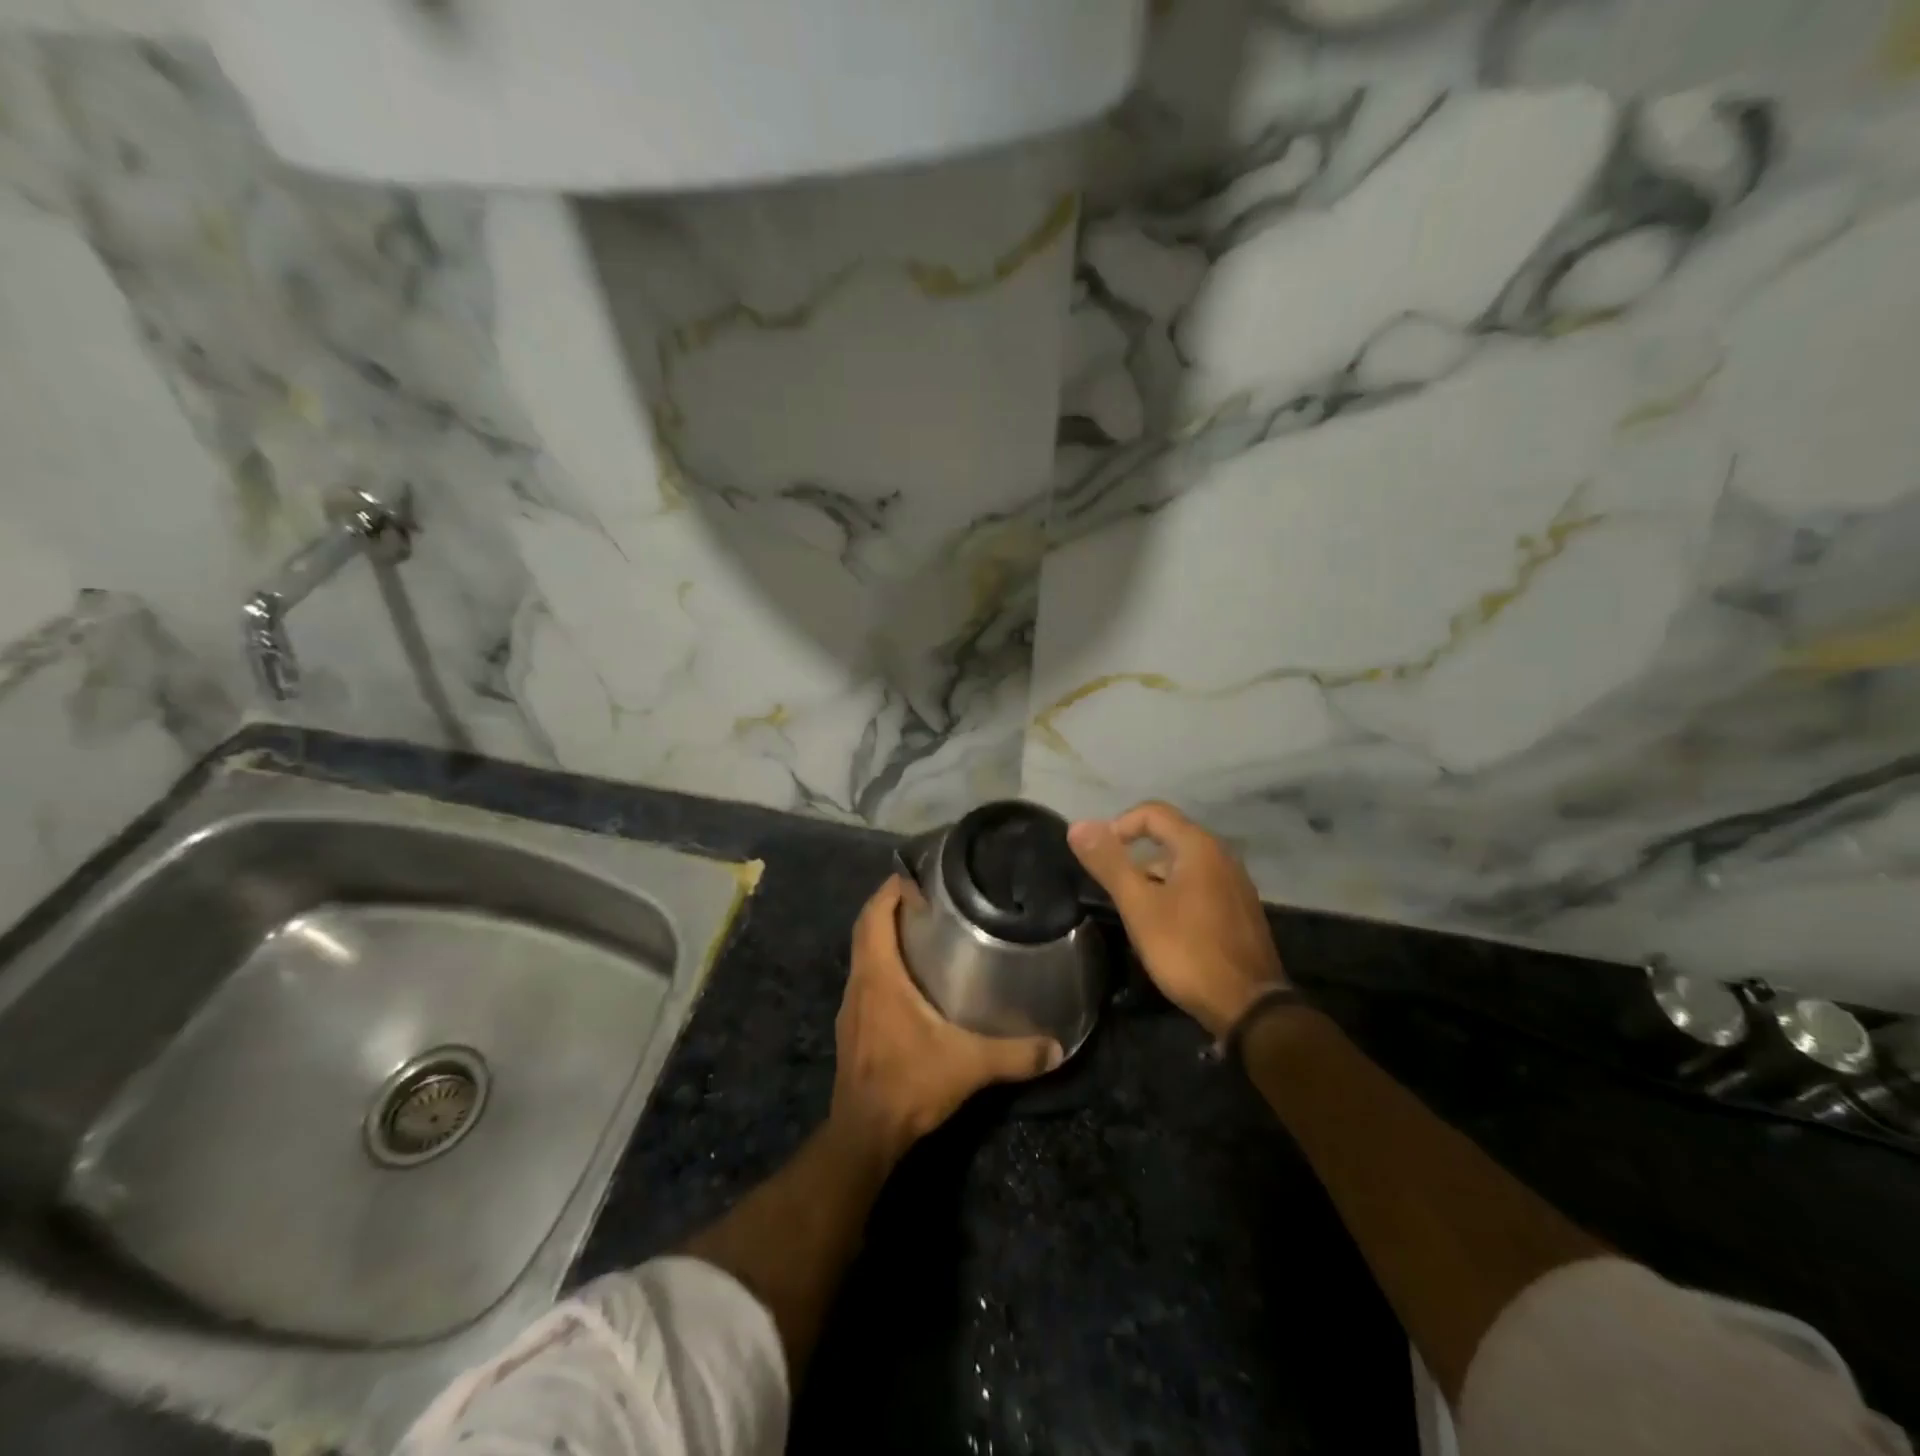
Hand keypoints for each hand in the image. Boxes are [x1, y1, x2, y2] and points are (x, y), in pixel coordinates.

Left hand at [830, 877, 1062, 1162]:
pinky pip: (865, 980)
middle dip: (889, 906)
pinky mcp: (852, 1029)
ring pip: (863, 956)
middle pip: (866, 930)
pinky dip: (883, 965)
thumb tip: (1057, 1046)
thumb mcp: (969, 1065)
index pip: (874, 916)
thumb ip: (1015, 1053)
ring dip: (884, 937)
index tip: (914, 872)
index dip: (890, 889)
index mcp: (878, 977)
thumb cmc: (909, 1084)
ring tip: (923, 930)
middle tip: (927, 897)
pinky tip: (911, 980)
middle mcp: (859, 984)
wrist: (865, 1135)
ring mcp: (851, 1008)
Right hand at [1068, 801, 1287, 1039]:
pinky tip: (1164, 927)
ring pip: (1184, 865)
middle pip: (1169, 837)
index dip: (1119, 826)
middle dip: (1135, 855)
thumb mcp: (1139, 906)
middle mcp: (1222, 856)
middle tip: (1112, 886)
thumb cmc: (1187, 950)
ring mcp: (1236, 884)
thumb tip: (1078, 826)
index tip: (1099, 856)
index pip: (1152, 813)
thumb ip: (1109, 863)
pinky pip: (1200, 886)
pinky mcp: (1241, 910)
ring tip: (1133, 910)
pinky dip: (1175, 893)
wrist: (1249, 1007)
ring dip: (1154, 877)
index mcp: (1199, 847)